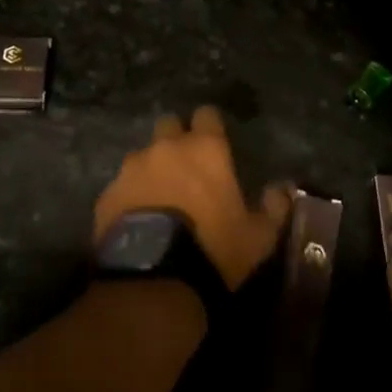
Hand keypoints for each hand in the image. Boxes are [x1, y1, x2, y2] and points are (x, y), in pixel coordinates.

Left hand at [95, 106, 293, 290]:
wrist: (155, 277)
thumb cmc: (214, 248)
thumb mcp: (258, 236)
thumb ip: (273, 207)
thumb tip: (283, 189)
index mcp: (205, 149)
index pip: (207, 114)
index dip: (210, 126)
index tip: (214, 141)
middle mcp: (166, 148)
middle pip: (169, 125)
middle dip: (176, 139)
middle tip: (186, 168)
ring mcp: (132, 168)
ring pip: (142, 156)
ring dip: (151, 170)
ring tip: (158, 200)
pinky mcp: (107, 194)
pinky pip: (121, 187)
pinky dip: (129, 197)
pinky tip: (136, 221)